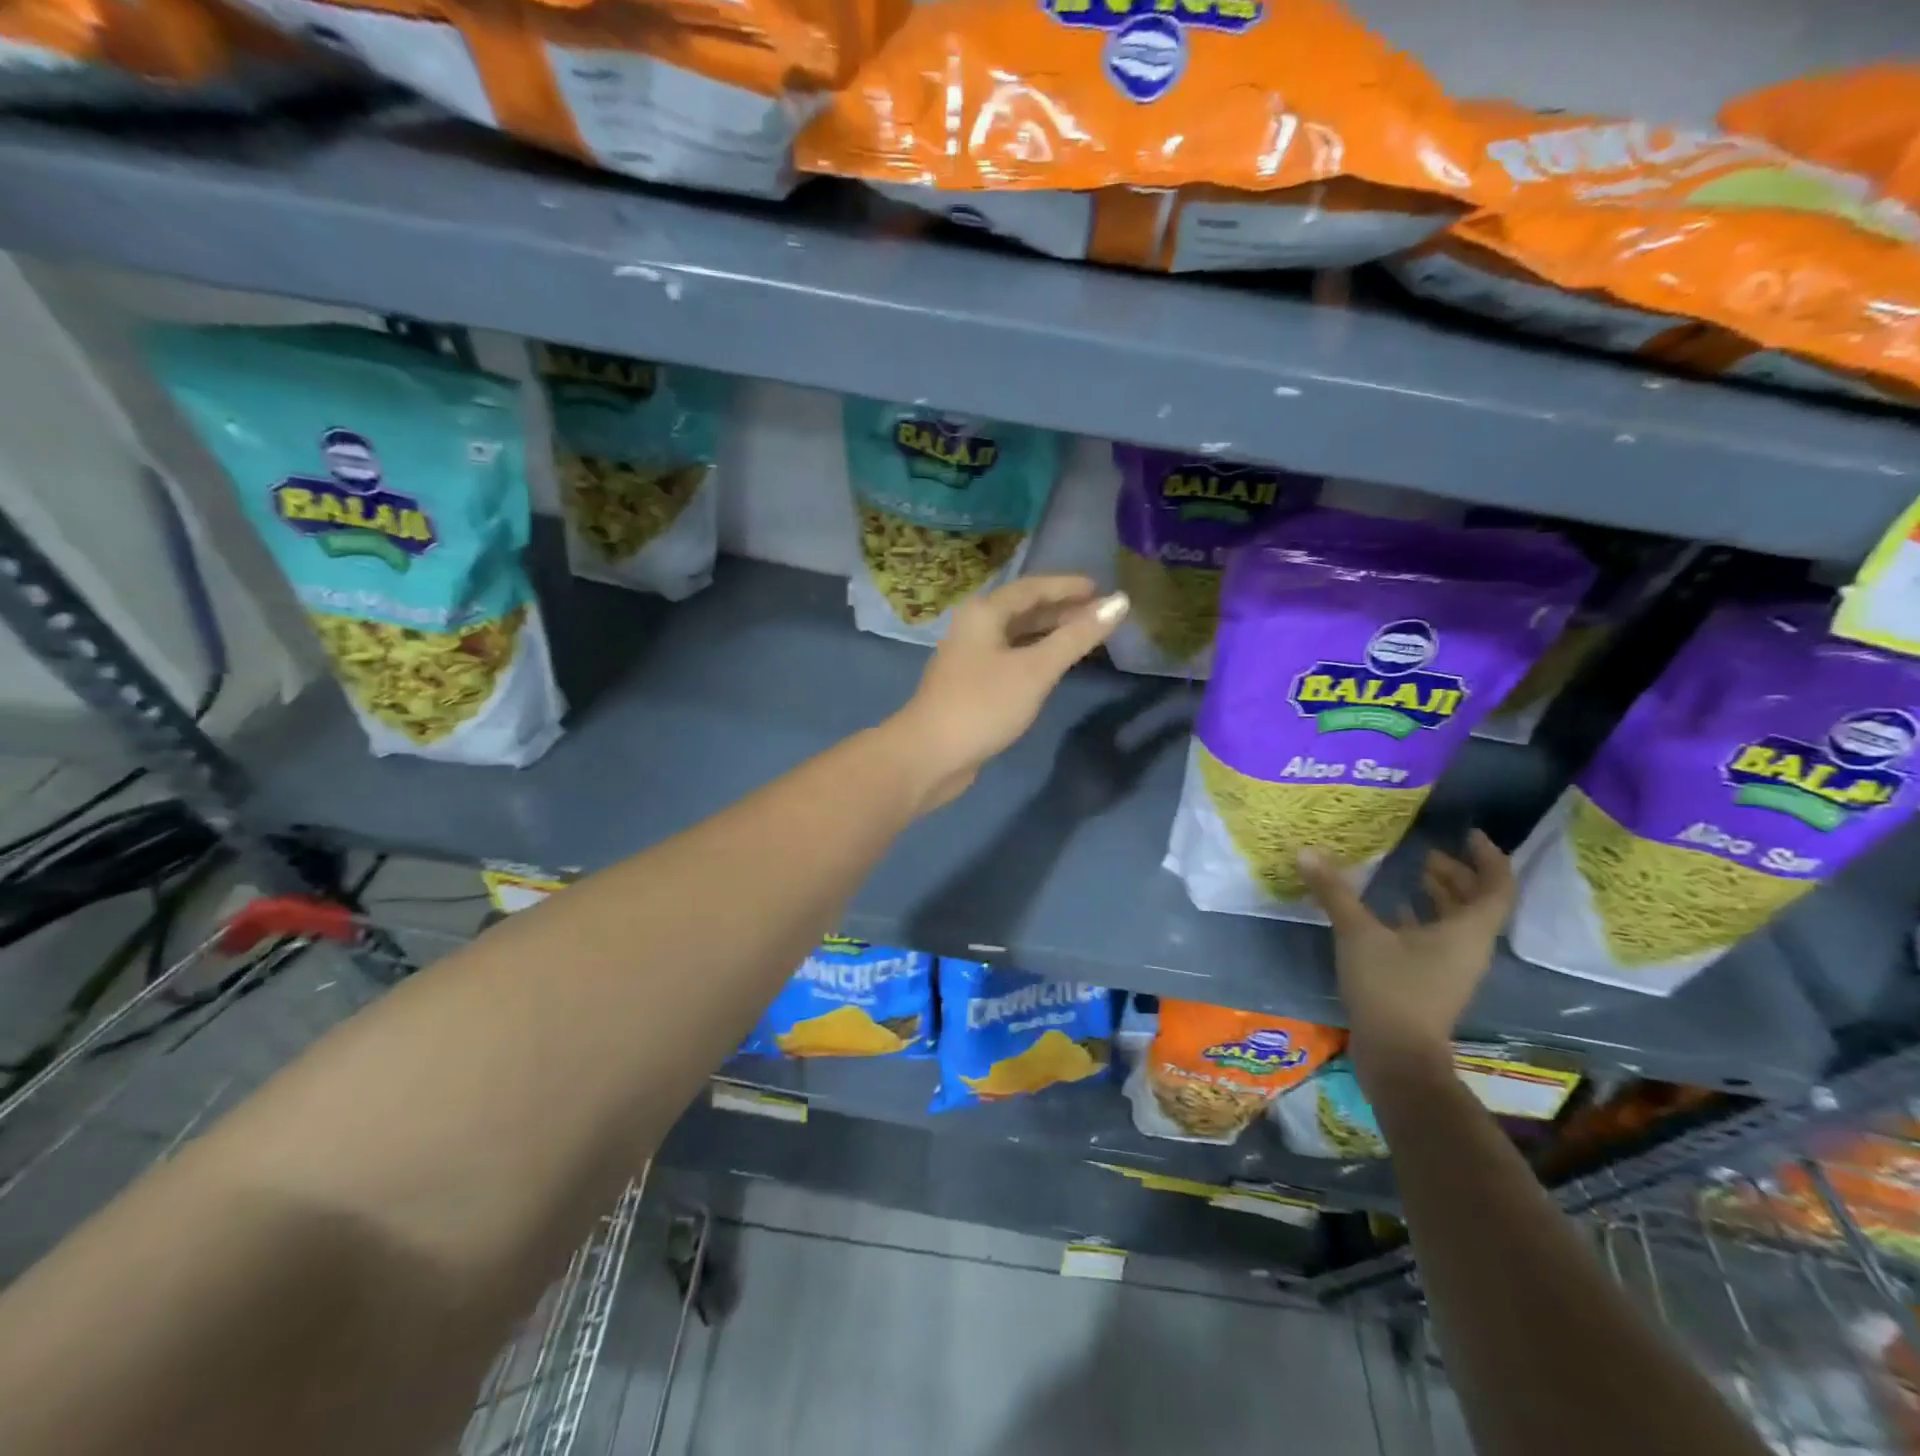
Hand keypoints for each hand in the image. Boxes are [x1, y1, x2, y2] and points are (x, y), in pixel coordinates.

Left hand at [890, 576, 1128, 811]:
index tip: (1100, 587)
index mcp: (984, 613)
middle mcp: (973, 628)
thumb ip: (1077, 637)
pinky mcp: (971, 685)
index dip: (1066, 586)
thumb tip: (1120, 602)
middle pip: (1022, 610)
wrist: (930, 754)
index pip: (1031, 588)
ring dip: (1048, 633)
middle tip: (1099, 613)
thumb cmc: (984, 705)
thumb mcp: (1036, 669)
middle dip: (1061, 609)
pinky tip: (1053, 666)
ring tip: (1083, 636)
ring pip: (1016, 636)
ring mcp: (969, 657)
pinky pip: (1010, 658)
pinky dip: (1035, 656)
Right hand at [1297, 831, 1514, 1082]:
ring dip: (1440, 896)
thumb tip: (1307, 852)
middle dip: (1457, 874)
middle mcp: (1469, 947)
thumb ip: (1335, 892)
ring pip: (1457, 922)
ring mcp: (1453, 967)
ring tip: (1412, 874)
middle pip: (1477, 903)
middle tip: (1427, 853)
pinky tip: (1391, 912)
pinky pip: (1438, 940)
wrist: (1397, 1054)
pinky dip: (1421, 919)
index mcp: (1467, 931)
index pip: (1496, 886)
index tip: (1469, 834)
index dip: (1488, 857)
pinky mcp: (1433, 981)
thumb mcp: (1358, 934)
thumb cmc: (1389, 988)